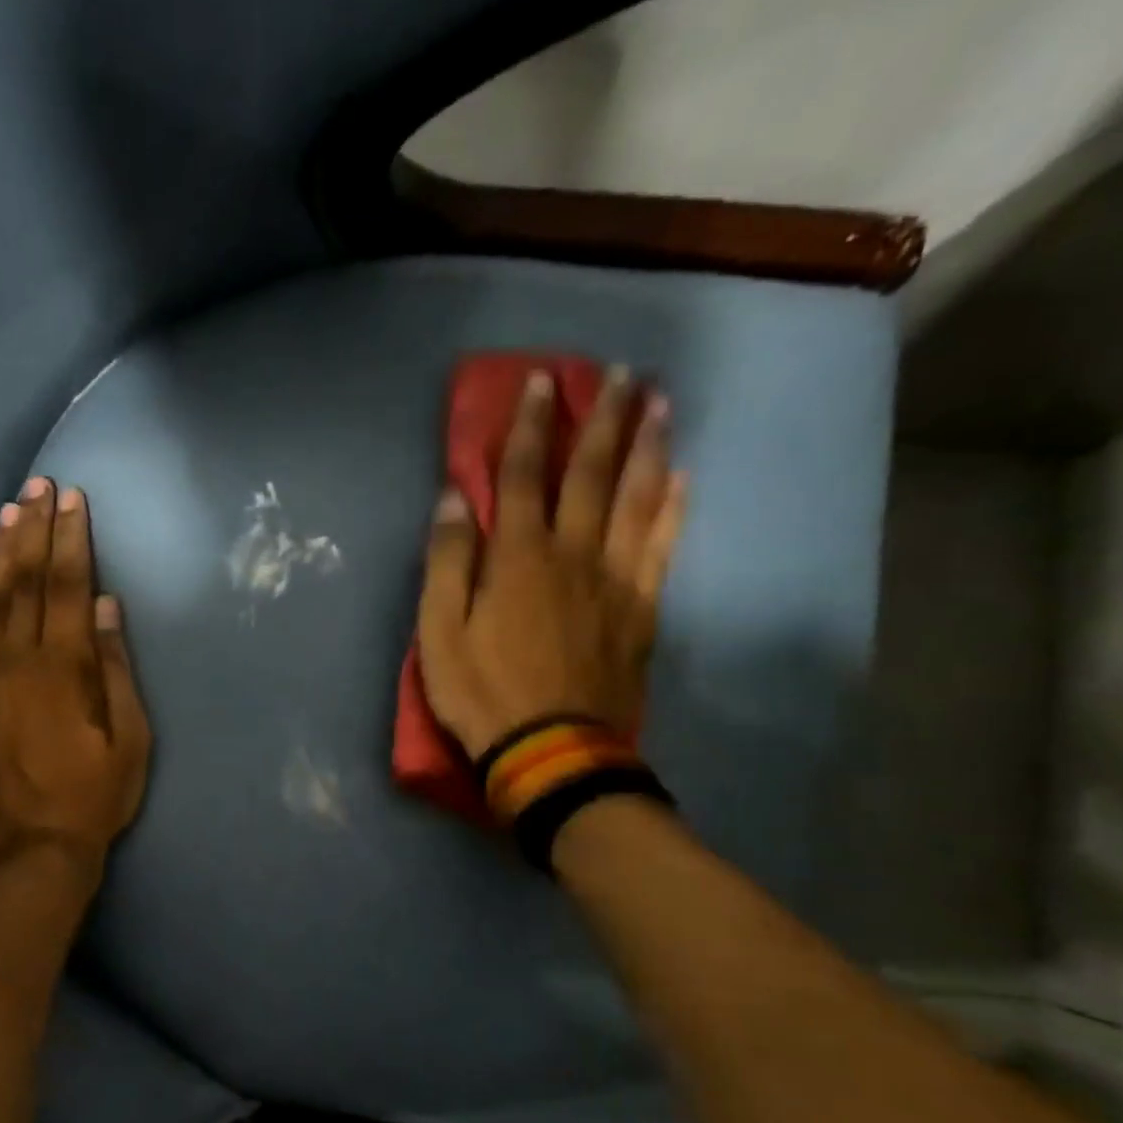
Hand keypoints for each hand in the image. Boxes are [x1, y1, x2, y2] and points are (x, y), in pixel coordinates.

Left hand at [0, 477, 150, 874]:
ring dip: (3, 552)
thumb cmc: (93, 798)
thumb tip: (105, 607)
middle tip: (40, 485)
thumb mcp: (128, 740)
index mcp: (62, 670)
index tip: (74, 499)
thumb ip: (114, 669)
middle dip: (36, 531)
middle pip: (25, 583)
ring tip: (11, 510)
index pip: (67, 588)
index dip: (71, 540)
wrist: (27, 851)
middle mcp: (17, 663)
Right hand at [417, 367, 686, 758]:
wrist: (552, 750)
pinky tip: (682, 478)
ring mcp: (615, 580)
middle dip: (602, 418)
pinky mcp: (641, 609)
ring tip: (660, 402)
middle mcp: (572, 553)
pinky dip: (673, 508)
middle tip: (621, 372)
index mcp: (518, 557)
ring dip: (647, 446)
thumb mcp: (439, 633)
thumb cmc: (483, 692)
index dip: (529, 426)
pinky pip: (663, 547)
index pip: (522, 475)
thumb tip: (451, 500)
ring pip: (636, 499)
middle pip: (591, 474)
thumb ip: (446, 563)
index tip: (540, 381)